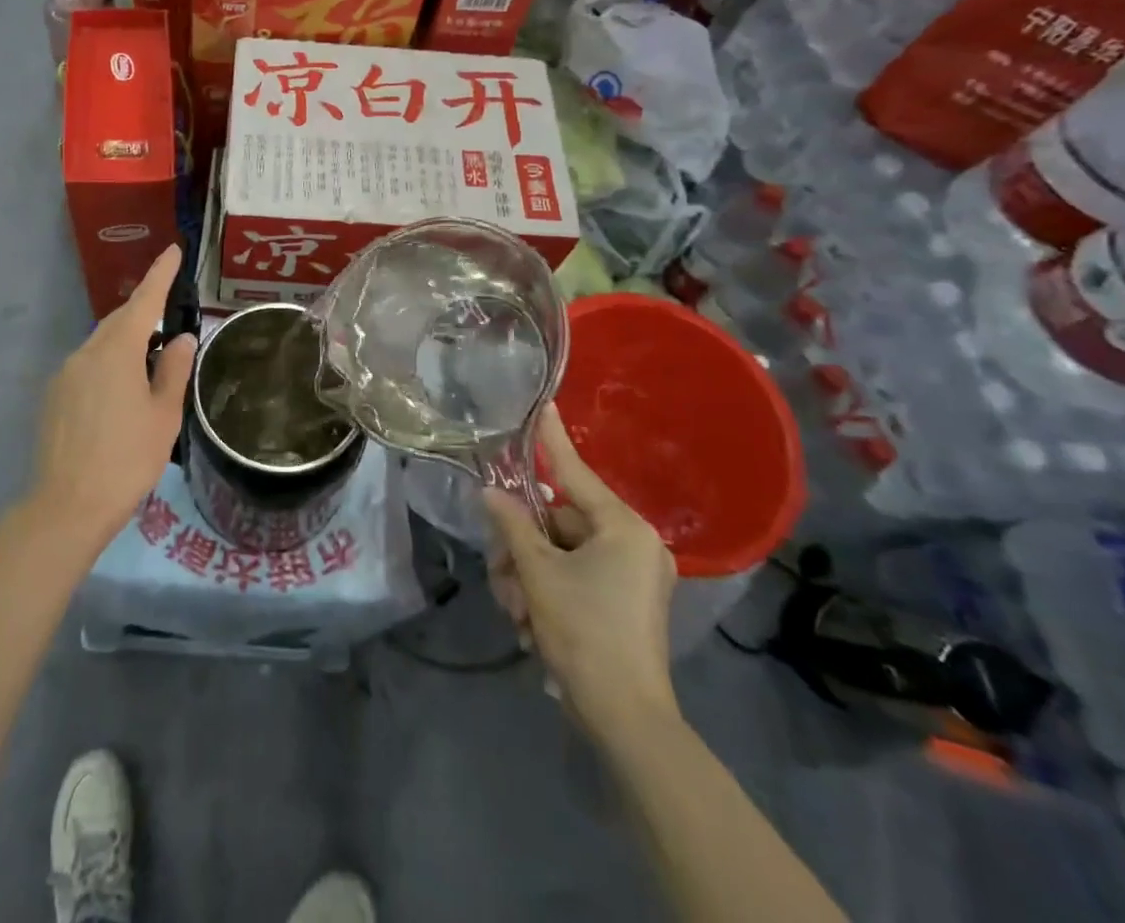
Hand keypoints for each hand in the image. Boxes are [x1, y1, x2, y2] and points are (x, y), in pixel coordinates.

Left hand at [31, 245, 197, 556]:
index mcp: (117, 351)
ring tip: (150, 365)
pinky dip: (108, 365)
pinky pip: (87, 365)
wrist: (67, 505)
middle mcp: (86, 352)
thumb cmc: (127, 458)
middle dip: (144, 312)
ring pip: (101, 343)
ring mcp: (65, 374)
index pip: (144, 300)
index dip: (161, 274)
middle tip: (169, 319)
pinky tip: (120, 394)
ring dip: (126, 343)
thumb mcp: (163, 414)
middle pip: (119, 320)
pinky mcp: (53, 396)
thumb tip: (181, 337)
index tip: (173, 250)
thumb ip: (174, 369)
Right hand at [482, 404, 678, 741]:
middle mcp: (633, 543)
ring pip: (560, 552)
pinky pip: (574, 576)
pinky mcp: (626, 601)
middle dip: (522, 548)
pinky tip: (531, 623)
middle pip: (558, 522)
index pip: (575, 471)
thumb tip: (490, 492)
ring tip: (516, 611)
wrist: (626, 719)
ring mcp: (632, 574)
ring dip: (528, 576)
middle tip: (501, 575)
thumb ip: (512, 524)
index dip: (552, 439)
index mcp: (622, 528)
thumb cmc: (584, 632)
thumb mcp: (538, 573)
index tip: (542, 404)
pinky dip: (547, 592)